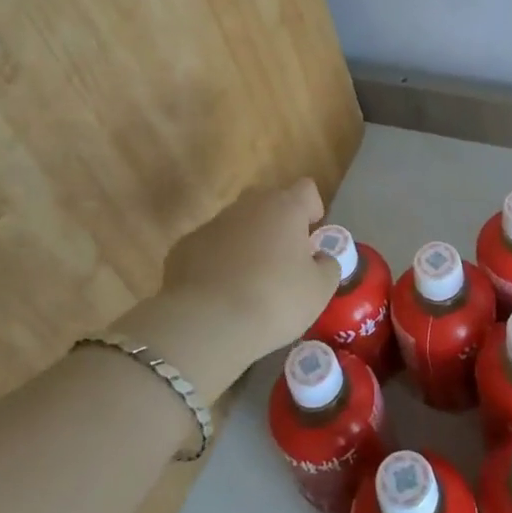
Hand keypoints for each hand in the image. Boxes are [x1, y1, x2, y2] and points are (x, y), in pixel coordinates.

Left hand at [113, 179, 340, 398]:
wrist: (208, 324)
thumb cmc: (275, 301)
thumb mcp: (320, 290)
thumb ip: (328, 266)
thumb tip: (320, 258)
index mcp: (285, 207)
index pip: (306, 189)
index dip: (312, 209)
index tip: (312, 239)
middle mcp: (248, 206)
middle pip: (268, 201)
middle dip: (277, 224)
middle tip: (284, 261)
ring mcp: (212, 224)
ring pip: (237, 224)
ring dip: (246, 243)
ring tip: (250, 283)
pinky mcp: (183, 247)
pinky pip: (210, 248)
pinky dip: (217, 263)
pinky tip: (220, 294)